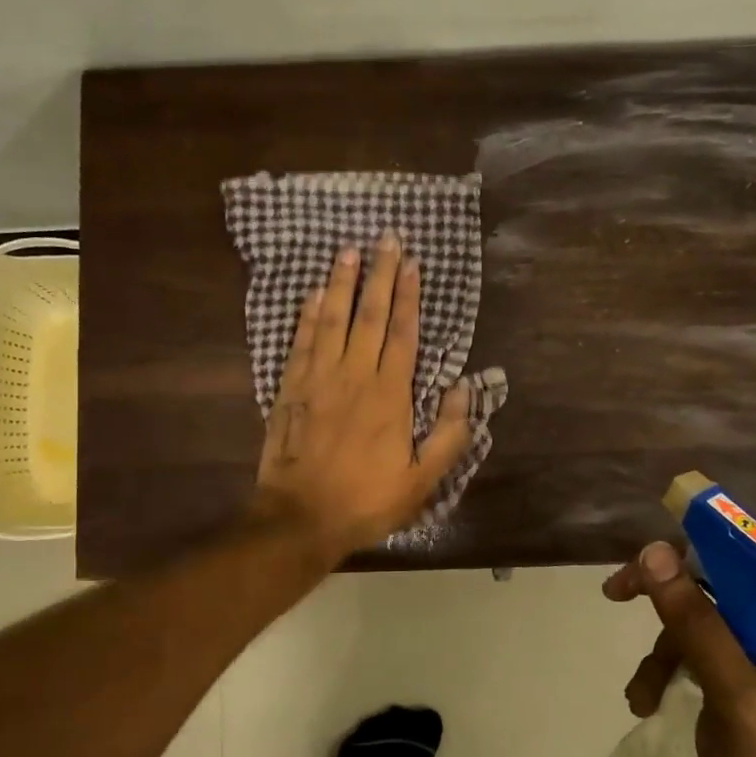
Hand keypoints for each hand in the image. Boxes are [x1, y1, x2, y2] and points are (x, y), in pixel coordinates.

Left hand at [252, 232, 472, 559]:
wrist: (300, 518)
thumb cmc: (366, 501)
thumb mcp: (422, 480)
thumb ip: (448, 434)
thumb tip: (466, 389)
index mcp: (389, 395)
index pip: (402, 333)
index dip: (409, 296)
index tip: (412, 263)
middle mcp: (353, 376)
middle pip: (368, 315)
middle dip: (379, 274)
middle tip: (385, 238)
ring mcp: (317, 379)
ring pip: (332, 320)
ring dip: (342, 283)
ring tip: (349, 250)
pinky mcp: (290, 390)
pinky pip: (300, 342)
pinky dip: (308, 316)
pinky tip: (314, 294)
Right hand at [604, 541, 755, 756]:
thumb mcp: (735, 695)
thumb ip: (698, 624)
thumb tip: (655, 553)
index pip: (753, 561)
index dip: (700, 546)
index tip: (648, 554)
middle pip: (719, 588)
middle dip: (666, 601)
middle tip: (615, 593)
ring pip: (699, 625)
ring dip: (662, 654)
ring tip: (641, 697)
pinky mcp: (742, 686)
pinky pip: (697, 657)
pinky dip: (667, 673)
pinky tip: (646, 702)